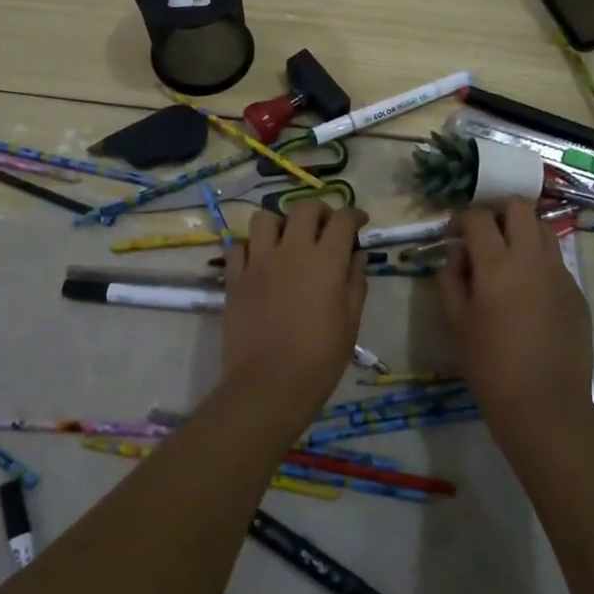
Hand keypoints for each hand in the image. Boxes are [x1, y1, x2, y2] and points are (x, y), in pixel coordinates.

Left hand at [220, 203, 367, 423]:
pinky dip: (250, 248)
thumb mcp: (351, 321)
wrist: (269, 385)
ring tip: (286, 240)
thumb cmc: (320, 358)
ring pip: (264, 218)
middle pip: (304, 208)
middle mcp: (291, 250)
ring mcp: (258, 262)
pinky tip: (259, 262)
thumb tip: (357, 254)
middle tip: (325, 227)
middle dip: (319, 211)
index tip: (359, 222)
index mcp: (325, 260)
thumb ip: (355, 281)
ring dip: (279, 223)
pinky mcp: (234, 278)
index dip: (354, 215)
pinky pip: (238, 246)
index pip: (342, 219)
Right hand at [436, 200, 593, 433]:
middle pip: (519, 208)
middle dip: (498, 212)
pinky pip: (556, 260)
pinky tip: (528, 290)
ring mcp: (560, 273)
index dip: (462, 218)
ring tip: (508, 256)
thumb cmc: (489, 365)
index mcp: (497, 264)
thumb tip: (457, 255)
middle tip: (484, 235)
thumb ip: (451, 279)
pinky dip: (538, 260)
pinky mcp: (576, 291)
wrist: (544, 404)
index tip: (453, 232)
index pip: (479, 218)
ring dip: (522, 231)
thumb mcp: (456, 321)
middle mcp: (532, 258)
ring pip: (543, 229)